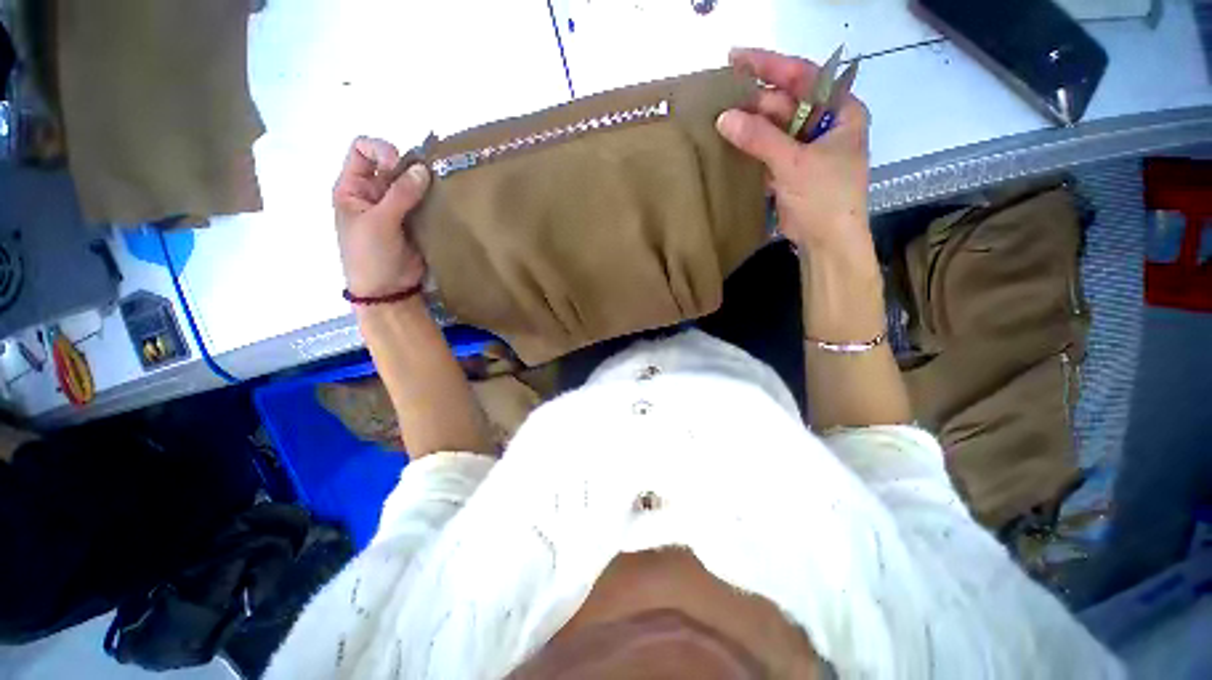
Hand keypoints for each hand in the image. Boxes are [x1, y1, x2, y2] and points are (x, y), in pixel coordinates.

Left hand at [333, 137, 430, 297]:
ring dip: (426, 183)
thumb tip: (423, 169)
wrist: (388, 289)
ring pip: (412, 183)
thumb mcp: (378, 222)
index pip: (361, 151)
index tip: (397, 165)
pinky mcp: (416, 221)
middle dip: (409, 166)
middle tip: (429, 177)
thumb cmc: (370, 255)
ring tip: (442, 187)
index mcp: (353, 188)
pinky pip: (426, 203)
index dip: (380, 150)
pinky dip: (435, 199)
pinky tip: (446, 201)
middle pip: (391, 165)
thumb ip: (400, 194)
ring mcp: (397, 208)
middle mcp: (374, 193)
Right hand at [716, 48, 871, 251]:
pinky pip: (767, 149)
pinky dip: (749, 147)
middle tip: (719, 98)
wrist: (826, 241)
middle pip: (784, 103)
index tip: (737, 57)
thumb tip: (723, 118)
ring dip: (748, 125)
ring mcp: (805, 147)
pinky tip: (729, 142)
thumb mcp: (794, 163)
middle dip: (753, 101)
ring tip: (718, 118)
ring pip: (773, 127)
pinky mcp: (790, 169)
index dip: (770, 64)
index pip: (803, 76)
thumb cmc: (824, 197)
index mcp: (839, 111)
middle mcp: (823, 123)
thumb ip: (759, 138)